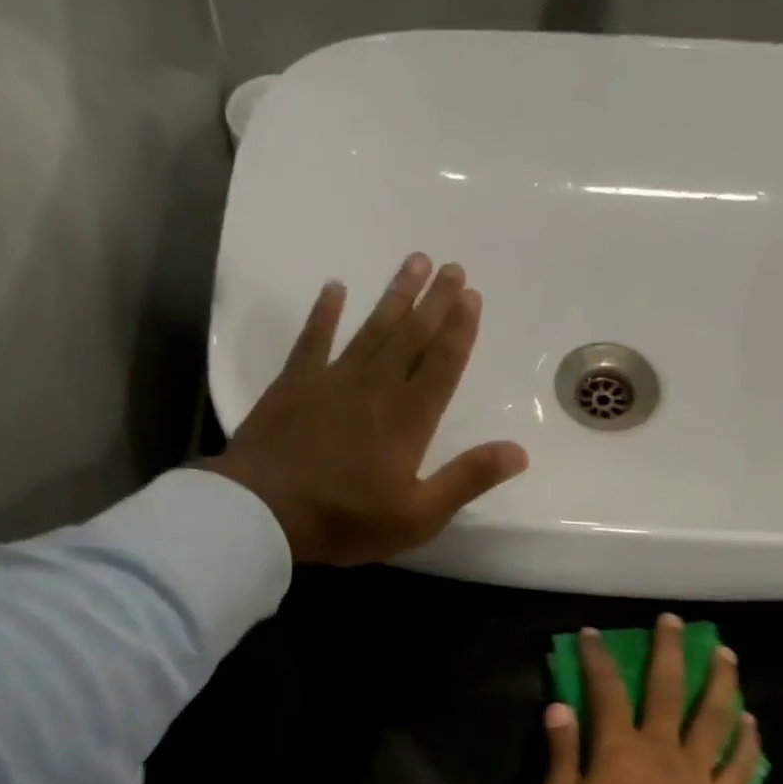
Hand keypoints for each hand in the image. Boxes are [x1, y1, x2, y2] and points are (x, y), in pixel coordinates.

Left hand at [201, 253, 529, 565]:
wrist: (264, 512)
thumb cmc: (346, 521)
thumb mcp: (418, 516)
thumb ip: (466, 480)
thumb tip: (518, 451)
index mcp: (408, 420)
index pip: (442, 365)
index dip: (459, 330)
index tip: (472, 294)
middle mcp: (375, 388)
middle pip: (411, 336)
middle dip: (434, 302)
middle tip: (452, 267)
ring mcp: (331, 381)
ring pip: (371, 329)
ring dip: (394, 296)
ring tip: (414, 262)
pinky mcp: (293, 385)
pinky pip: (313, 340)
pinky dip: (324, 313)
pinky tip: (335, 288)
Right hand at [538, 614, 761, 783]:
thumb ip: (561, 753)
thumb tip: (560, 706)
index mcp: (620, 748)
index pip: (607, 690)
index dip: (598, 658)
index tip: (592, 634)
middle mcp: (663, 748)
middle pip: (670, 688)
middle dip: (670, 650)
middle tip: (673, 621)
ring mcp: (697, 772)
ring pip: (715, 717)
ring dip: (721, 681)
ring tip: (725, 654)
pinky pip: (738, 764)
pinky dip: (747, 740)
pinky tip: (750, 720)